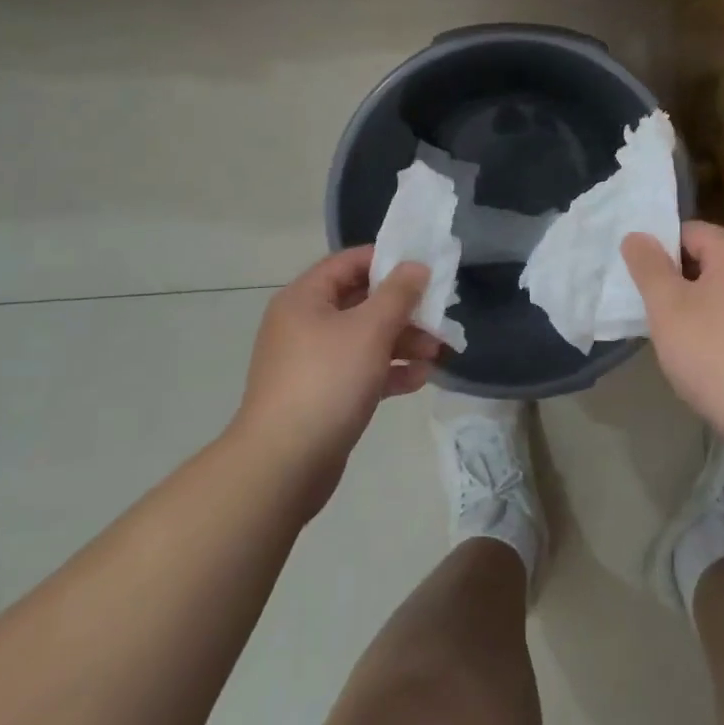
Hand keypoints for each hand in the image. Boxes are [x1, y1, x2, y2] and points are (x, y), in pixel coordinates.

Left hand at [233, 246, 439, 516]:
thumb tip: (416, 266)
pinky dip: (389, 372)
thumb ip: (398, 293)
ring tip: (438, 352)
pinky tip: (420, 379)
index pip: (348, 263)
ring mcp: (312, 362)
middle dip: (403, 309)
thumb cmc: (327, 381)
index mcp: (305, 299)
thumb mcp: (369, 329)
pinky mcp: (322, 396)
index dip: (387, 260)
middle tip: (439, 315)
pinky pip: (360, 371)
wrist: (284, 464)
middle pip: (360, 302)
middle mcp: (305, 325)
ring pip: (364, 339)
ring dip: (402, 342)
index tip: (424, 268)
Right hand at [622, 221, 723, 444]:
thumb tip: (637, 235)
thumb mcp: (668, 308)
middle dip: (677, 280)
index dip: (660, 249)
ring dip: (696, 307)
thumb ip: (648, 267)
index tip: (639, 279)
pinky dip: (719, 328)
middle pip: (709, 259)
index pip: (690, 230)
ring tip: (673, 337)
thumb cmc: (716, 355)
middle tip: (650, 309)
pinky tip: (706, 359)